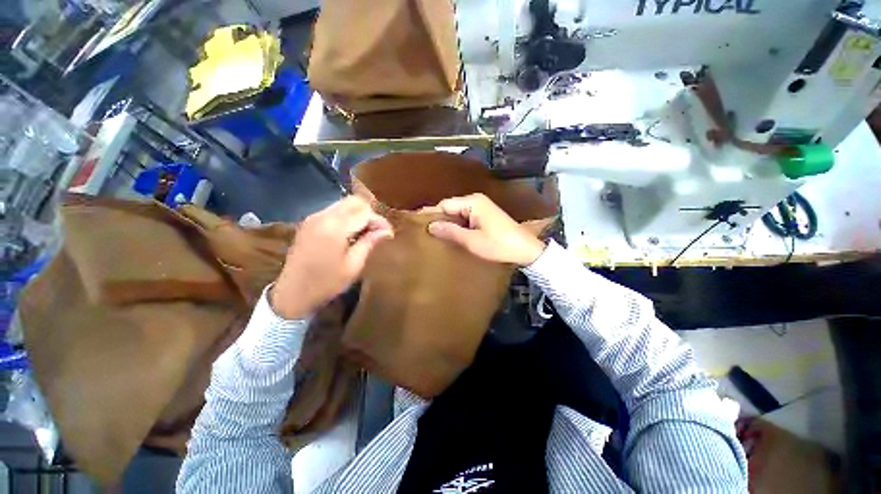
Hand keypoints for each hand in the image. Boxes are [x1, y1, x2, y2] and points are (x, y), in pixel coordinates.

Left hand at [271, 196, 392, 319]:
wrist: (292, 293)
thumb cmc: (326, 283)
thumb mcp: (353, 265)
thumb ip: (369, 243)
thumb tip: (387, 231)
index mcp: (335, 228)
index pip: (364, 211)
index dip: (379, 221)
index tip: (388, 234)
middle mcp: (323, 216)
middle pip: (354, 201)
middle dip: (369, 213)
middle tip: (376, 232)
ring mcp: (313, 217)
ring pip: (344, 204)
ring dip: (358, 214)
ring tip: (365, 233)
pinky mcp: (308, 222)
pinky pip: (333, 210)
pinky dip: (346, 217)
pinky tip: (349, 233)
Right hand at [427, 193, 545, 265]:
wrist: (526, 249)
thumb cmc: (498, 245)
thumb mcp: (472, 241)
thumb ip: (450, 232)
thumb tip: (430, 226)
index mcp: (472, 202)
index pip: (445, 204)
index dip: (430, 214)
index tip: (416, 222)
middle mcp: (476, 200)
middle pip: (451, 207)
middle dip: (439, 218)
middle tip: (423, 231)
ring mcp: (481, 207)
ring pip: (457, 213)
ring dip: (448, 223)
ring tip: (433, 234)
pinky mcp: (485, 215)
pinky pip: (465, 217)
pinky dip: (457, 225)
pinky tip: (450, 234)